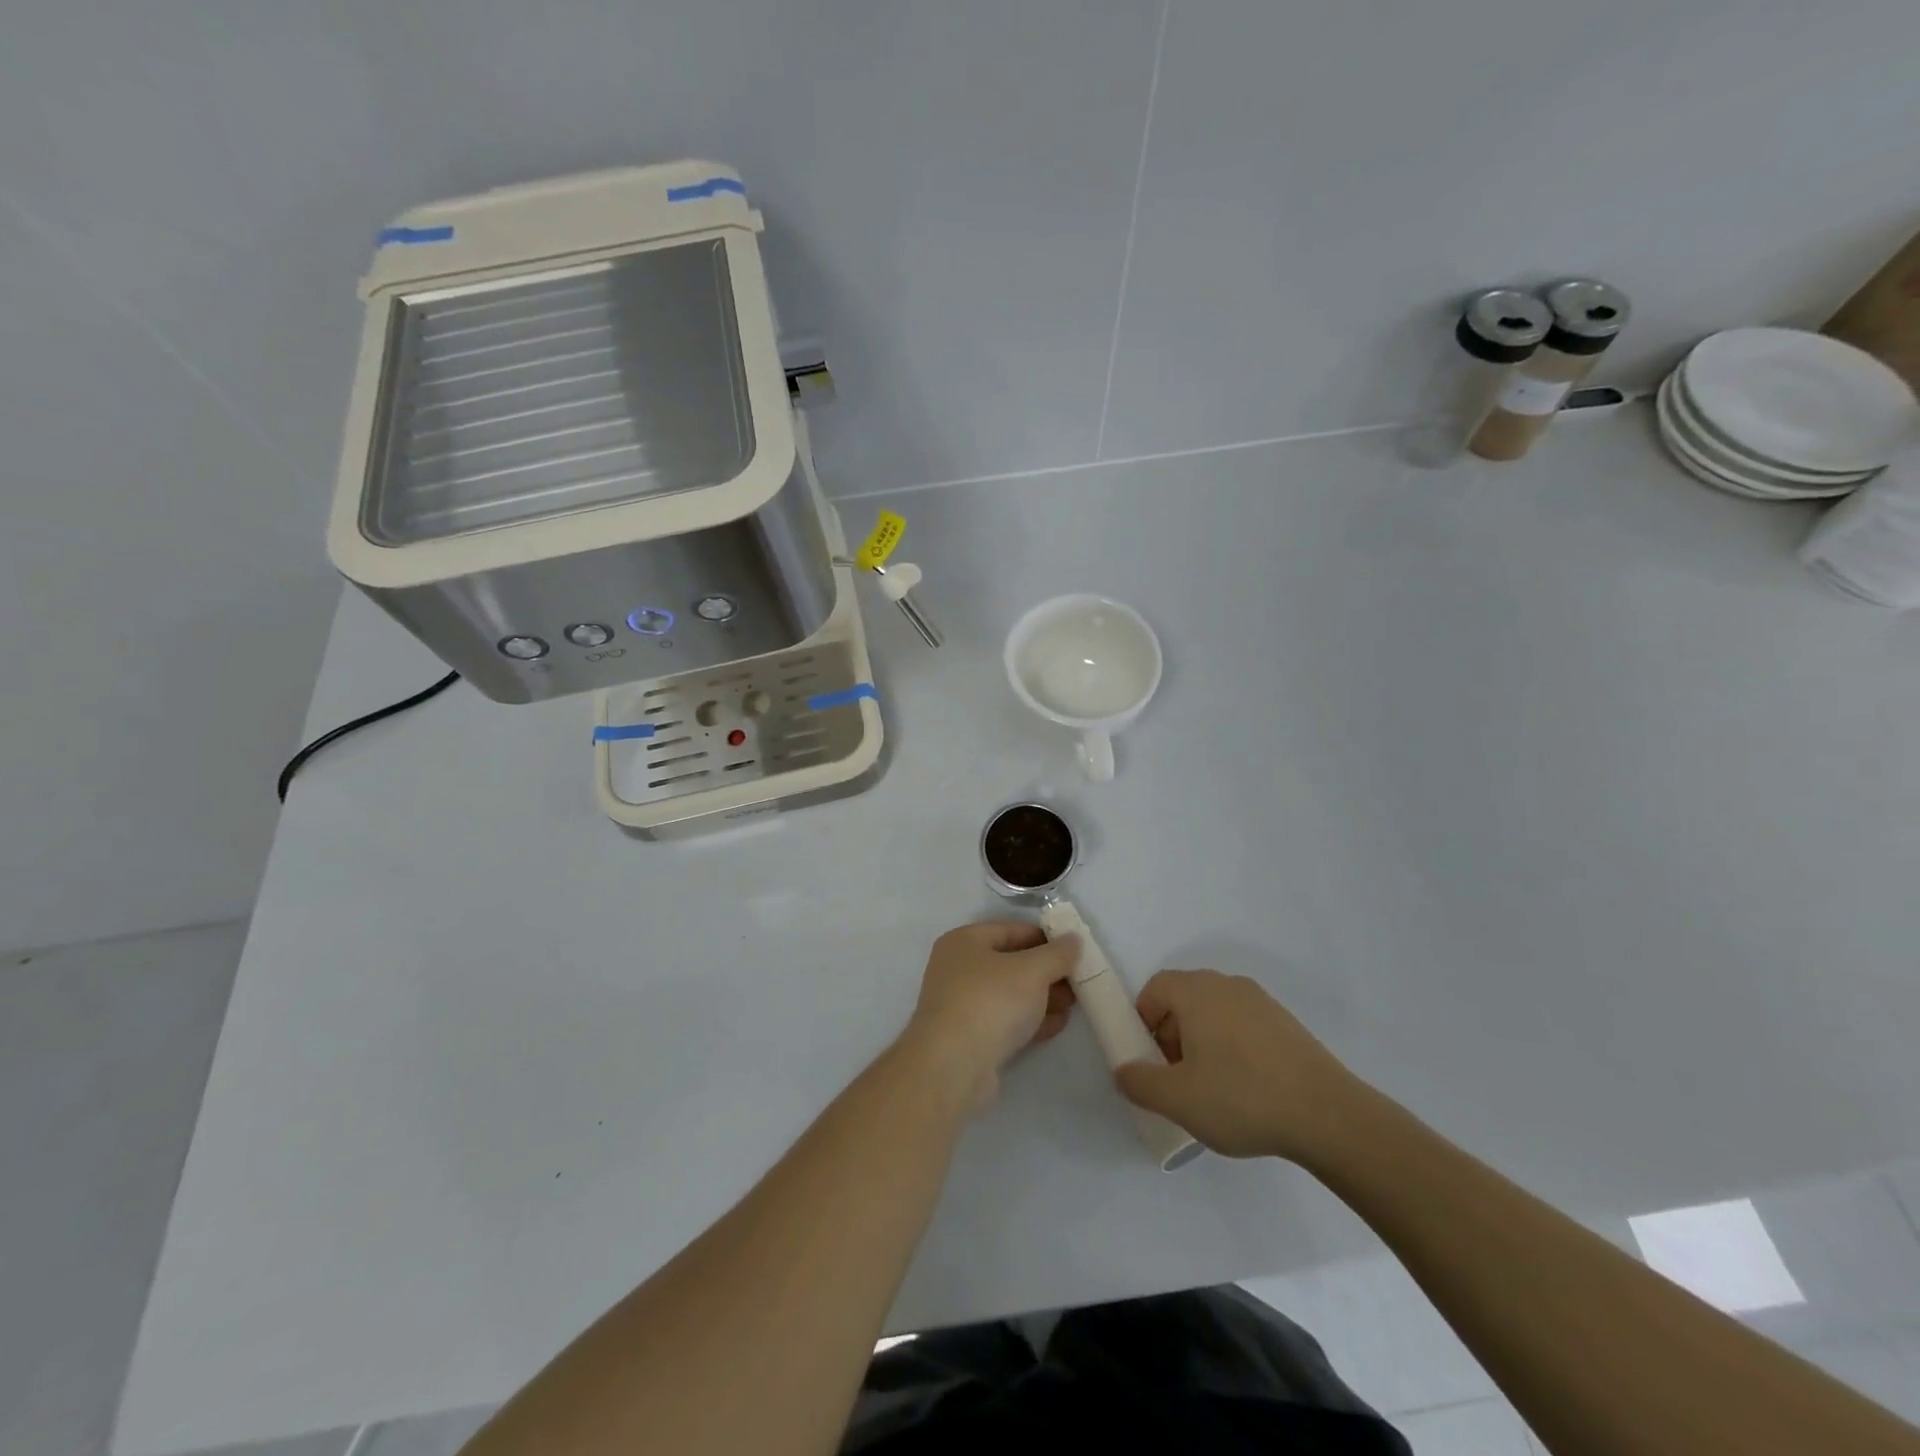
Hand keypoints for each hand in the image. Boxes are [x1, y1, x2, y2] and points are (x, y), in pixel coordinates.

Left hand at [901, 922, 1078, 1110]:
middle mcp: (959, 970)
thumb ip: (1057, 954)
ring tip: (1075, 1003)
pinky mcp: (971, 1039)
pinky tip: (1058, 1024)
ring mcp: (963, 1006)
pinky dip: (1031, 1020)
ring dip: (1043, 997)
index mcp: (964, 942)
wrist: (954, 1066)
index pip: (1011, 930)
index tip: (1075, 949)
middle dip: (1047, 971)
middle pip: (1011, 963)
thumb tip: (1073, 940)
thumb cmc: (991, 1001)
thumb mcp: (1032, 970)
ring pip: (1011, 994)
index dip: (1045, 937)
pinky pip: (1006, 1021)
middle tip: (1079, 979)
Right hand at [1113, 969, 1367, 1161]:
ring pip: (1215, 1012)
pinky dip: (1233, 1046)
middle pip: (1184, 998)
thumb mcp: (1178, 1100)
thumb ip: (1139, 1083)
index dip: (1143, 1020)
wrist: (1329, 1116)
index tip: (1151, 1059)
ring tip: (1213, 1087)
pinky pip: (1243, 1024)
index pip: (1155, 988)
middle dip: (1172, 1033)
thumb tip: (1124, 1070)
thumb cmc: (1242, 1098)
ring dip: (1202, 1041)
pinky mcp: (1287, 1023)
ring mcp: (1262, 1002)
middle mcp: (1227, 985)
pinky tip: (1247, 1088)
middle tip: (1178, 1077)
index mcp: (1197, 992)